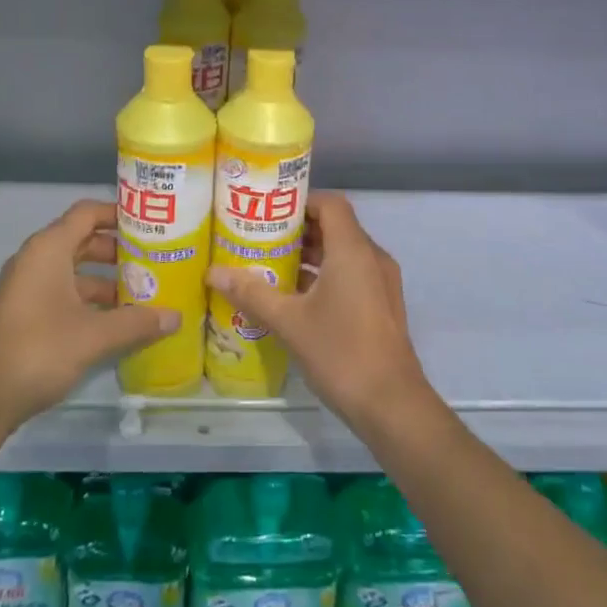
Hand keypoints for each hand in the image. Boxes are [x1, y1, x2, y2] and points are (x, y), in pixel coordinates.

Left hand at [0, 199, 179, 426]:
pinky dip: (90, 299)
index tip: (151, 223)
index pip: (87, 213)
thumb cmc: (39, 350)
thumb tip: (176, 317)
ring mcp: (28, 287)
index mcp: (49, 249)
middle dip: (119, 249)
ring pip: (74, 269)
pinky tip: (117, 320)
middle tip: (155, 259)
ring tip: (144, 292)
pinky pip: (64, 292)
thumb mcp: (94, 336)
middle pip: (83, 240)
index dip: (119, 213)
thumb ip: (137, 322)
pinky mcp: (26, 312)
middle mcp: (36, 259)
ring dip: (107, 278)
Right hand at [207, 192, 433, 428]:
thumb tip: (213, 272)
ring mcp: (381, 282)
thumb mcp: (289, 322)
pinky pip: (352, 274)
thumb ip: (252, 293)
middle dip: (298, 229)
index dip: (300, 201)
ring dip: (310, 255)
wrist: (392, 405)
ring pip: (343, 253)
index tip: (268, 211)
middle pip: (335, 226)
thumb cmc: (341, 352)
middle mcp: (372, 258)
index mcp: (353, 250)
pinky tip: (294, 297)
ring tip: (270, 265)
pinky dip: (325, 275)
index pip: (329, 203)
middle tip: (260, 237)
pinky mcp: (382, 305)